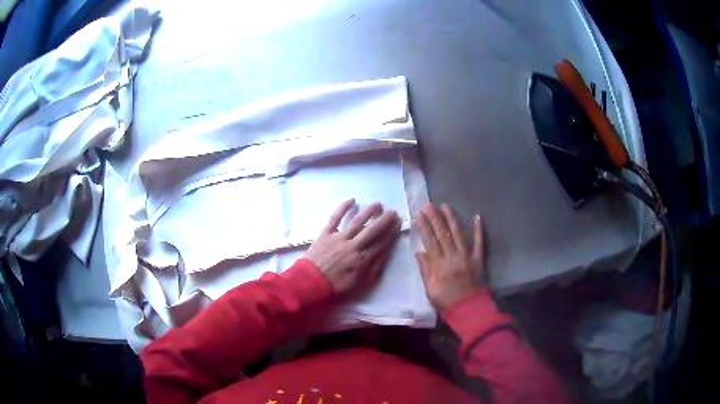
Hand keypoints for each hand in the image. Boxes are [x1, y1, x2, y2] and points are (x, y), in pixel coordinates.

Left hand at [304, 199, 400, 293]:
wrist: (310, 283)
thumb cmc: (336, 286)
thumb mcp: (360, 283)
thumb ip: (374, 268)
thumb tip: (385, 253)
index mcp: (363, 259)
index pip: (381, 244)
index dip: (391, 234)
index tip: (398, 225)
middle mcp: (354, 246)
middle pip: (372, 230)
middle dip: (384, 220)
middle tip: (393, 212)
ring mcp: (339, 238)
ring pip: (357, 221)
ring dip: (369, 212)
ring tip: (378, 204)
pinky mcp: (326, 233)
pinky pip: (335, 218)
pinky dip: (343, 208)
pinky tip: (352, 200)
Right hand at [415, 203, 484, 311]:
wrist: (468, 309)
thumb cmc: (446, 301)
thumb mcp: (430, 289)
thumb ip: (425, 270)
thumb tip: (419, 251)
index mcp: (439, 264)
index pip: (430, 241)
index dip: (424, 227)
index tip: (419, 214)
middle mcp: (452, 256)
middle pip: (442, 234)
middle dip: (435, 218)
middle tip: (429, 205)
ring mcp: (467, 256)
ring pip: (458, 234)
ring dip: (452, 219)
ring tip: (446, 206)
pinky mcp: (478, 259)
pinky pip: (479, 242)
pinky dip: (478, 229)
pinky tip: (477, 216)